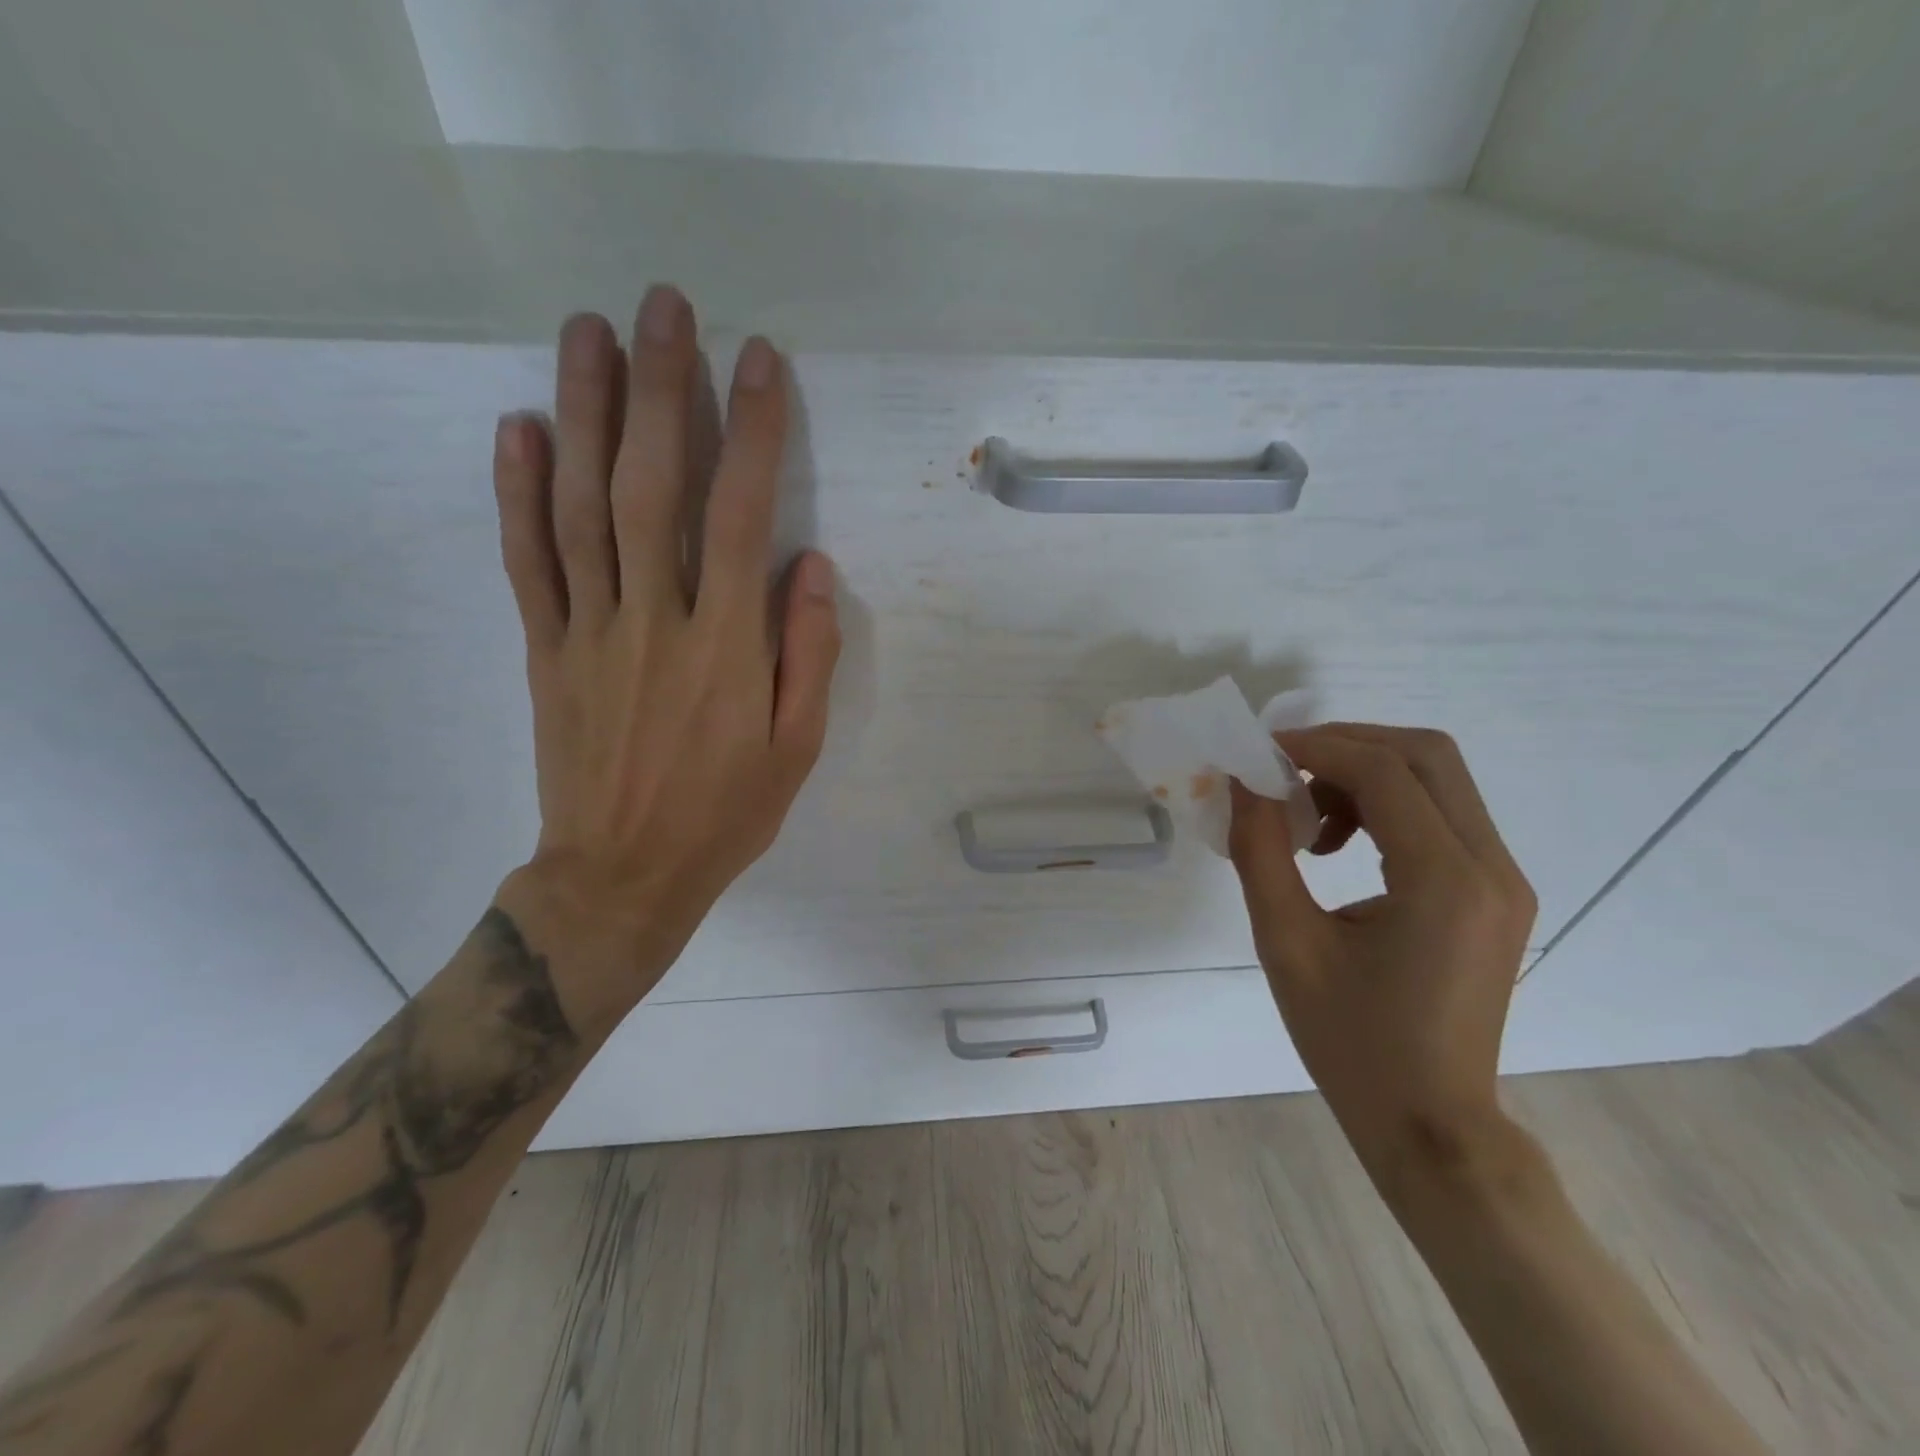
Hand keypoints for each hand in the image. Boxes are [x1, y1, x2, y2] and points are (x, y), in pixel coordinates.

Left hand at [491, 288, 839, 1025]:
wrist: (623, 874)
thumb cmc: (725, 813)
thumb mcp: (797, 748)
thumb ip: (807, 654)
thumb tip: (808, 565)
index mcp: (726, 646)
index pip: (741, 515)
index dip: (752, 432)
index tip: (759, 361)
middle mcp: (655, 619)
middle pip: (651, 486)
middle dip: (659, 389)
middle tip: (663, 305)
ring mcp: (590, 630)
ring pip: (581, 506)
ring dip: (584, 413)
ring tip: (588, 331)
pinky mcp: (546, 649)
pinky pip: (528, 561)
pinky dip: (517, 491)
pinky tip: (518, 427)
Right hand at [1228, 725, 1536, 1194]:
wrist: (1432, 1125)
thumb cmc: (1350, 1043)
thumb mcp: (1285, 943)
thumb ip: (1260, 850)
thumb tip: (1243, 781)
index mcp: (1444, 882)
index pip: (1384, 771)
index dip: (1315, 746)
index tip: (1258, 753)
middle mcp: (1491, 868)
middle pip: (1428, 755)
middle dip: (1347, 744)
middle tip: (1284, 768)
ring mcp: (1503, 881)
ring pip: (1438, 780)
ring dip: (1366, 774)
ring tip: (1309, 820)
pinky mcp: (1496, 895)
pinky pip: (1443, 816)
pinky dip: (1387, 806)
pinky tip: (1342, 846)